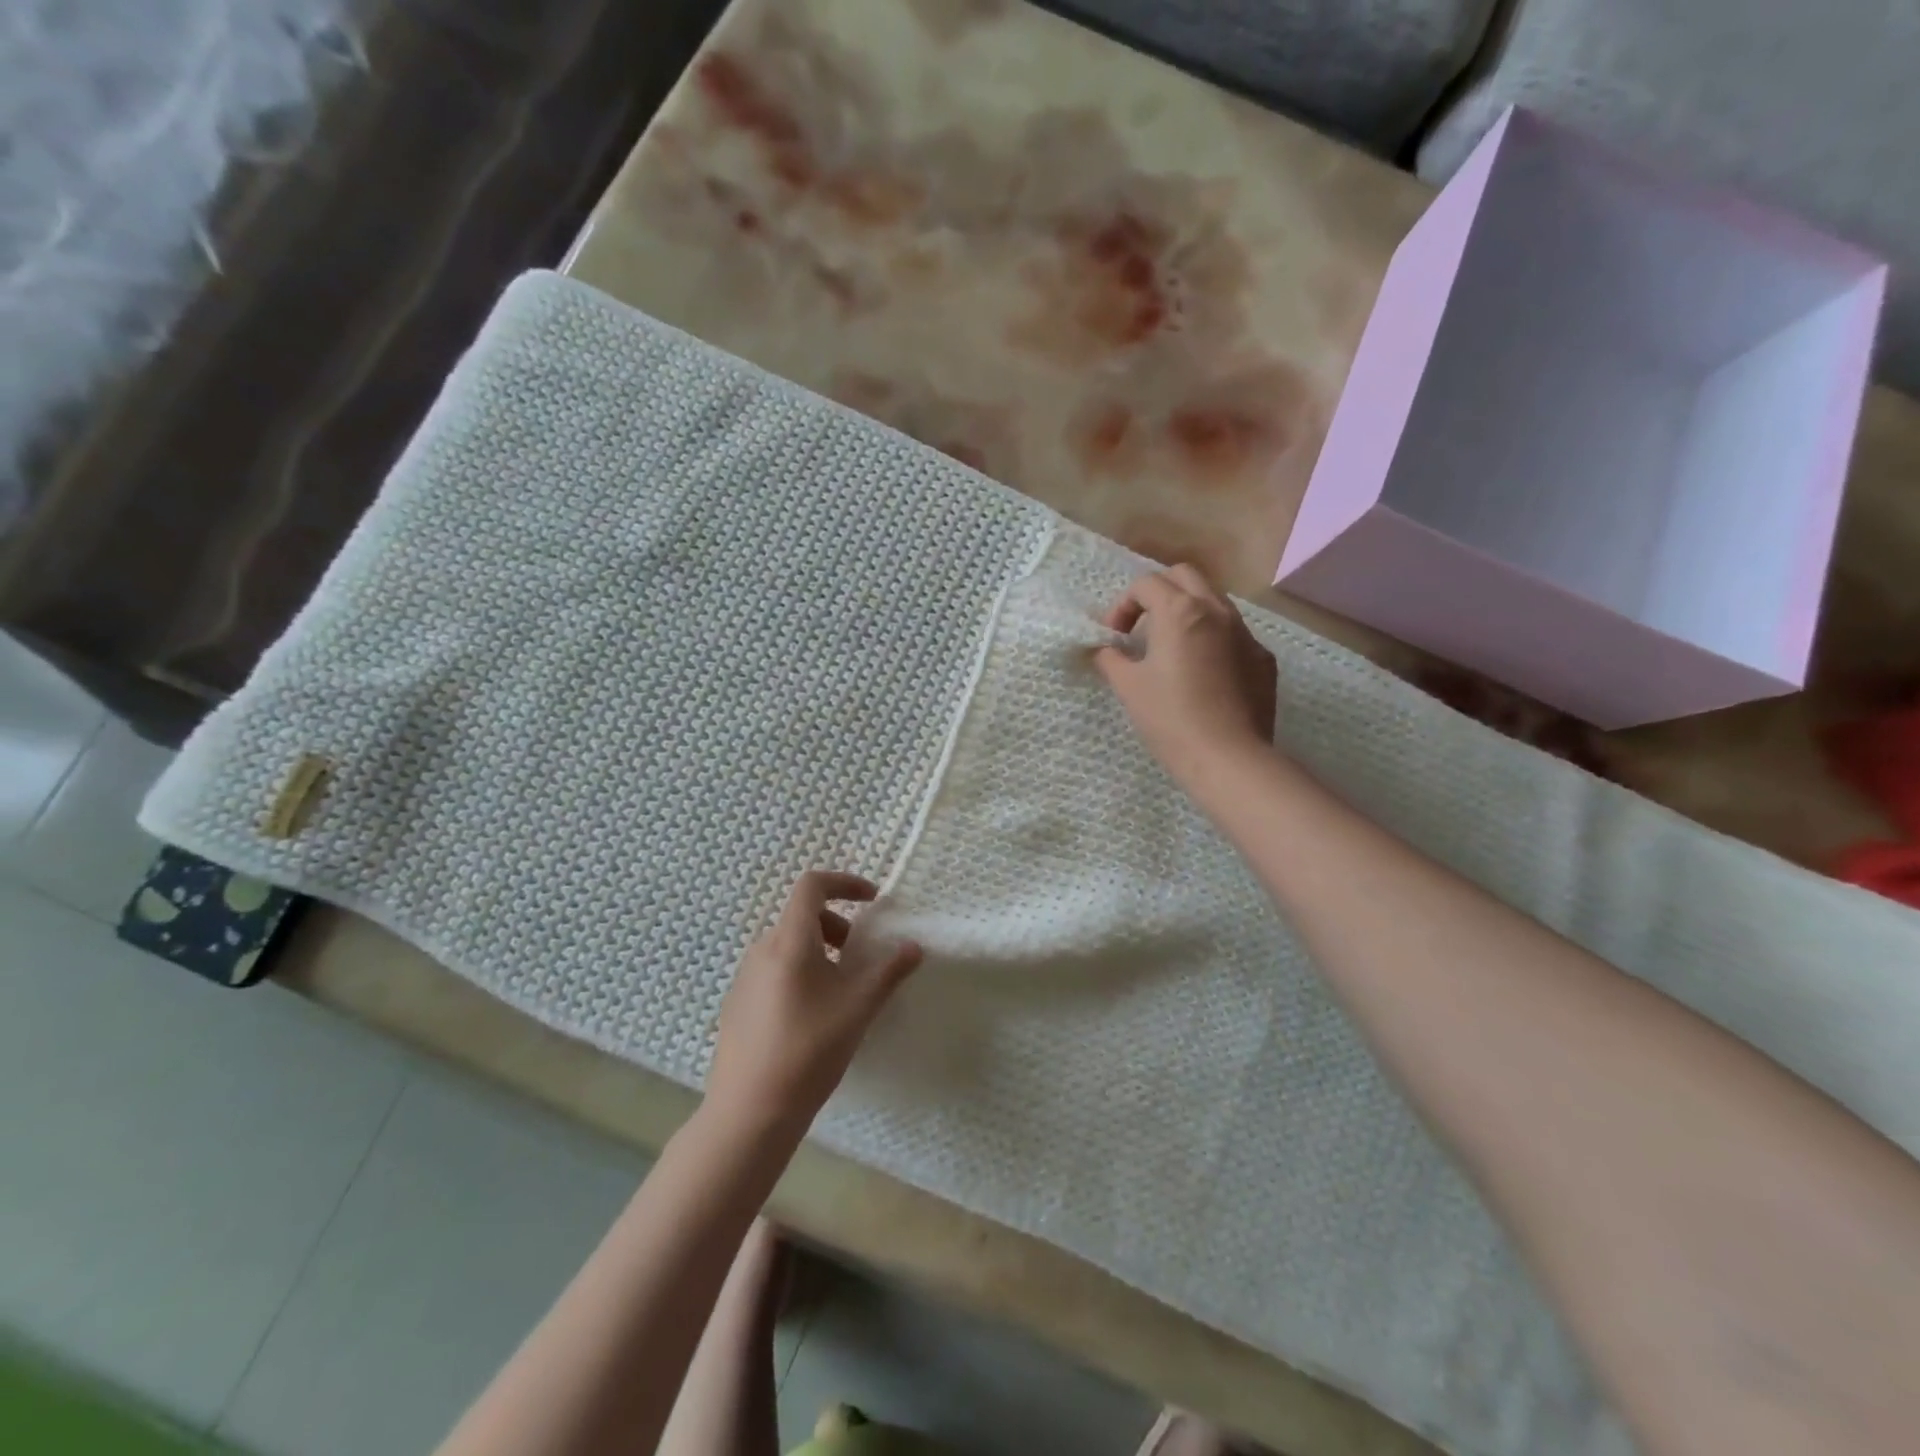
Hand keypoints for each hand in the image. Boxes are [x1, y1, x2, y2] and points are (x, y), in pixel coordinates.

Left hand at [707, 871, 922, 1133]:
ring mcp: (745, 977)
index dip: (844, 883)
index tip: (872, 900)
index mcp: (790, 940)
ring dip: (820, 951)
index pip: (812, 885)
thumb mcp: (858, 1008)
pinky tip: (812, 1016)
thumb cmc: (809, 1050)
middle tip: (860, 957)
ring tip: (841, 990)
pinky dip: (800, 971)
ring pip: (788, 945)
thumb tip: (914, 946)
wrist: (750, 1112)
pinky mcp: (737, 1004)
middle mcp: (762, 949)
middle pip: (802, 916)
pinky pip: (774, 969)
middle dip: (837, 925)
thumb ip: (889, 971)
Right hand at [1093, 564, 1277, 790]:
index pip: (1145, 584)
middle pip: (1184, 576)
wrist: (1228, 757)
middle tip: (1142, 626)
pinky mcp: (1262, 658)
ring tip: (1172, 647)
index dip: (1122, 605)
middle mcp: (1216, 611)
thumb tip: (1103, 649)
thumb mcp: (1128, 687)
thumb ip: (1110, 659)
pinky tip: (1203, 674)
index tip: (1114, 637)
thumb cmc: (1170, 718)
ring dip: (1188, 612)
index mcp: (1180, 611)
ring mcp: (1245, 633)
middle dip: (1158, 592)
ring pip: (1214, 601)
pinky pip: (1234, 633)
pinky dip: (1212, 639)